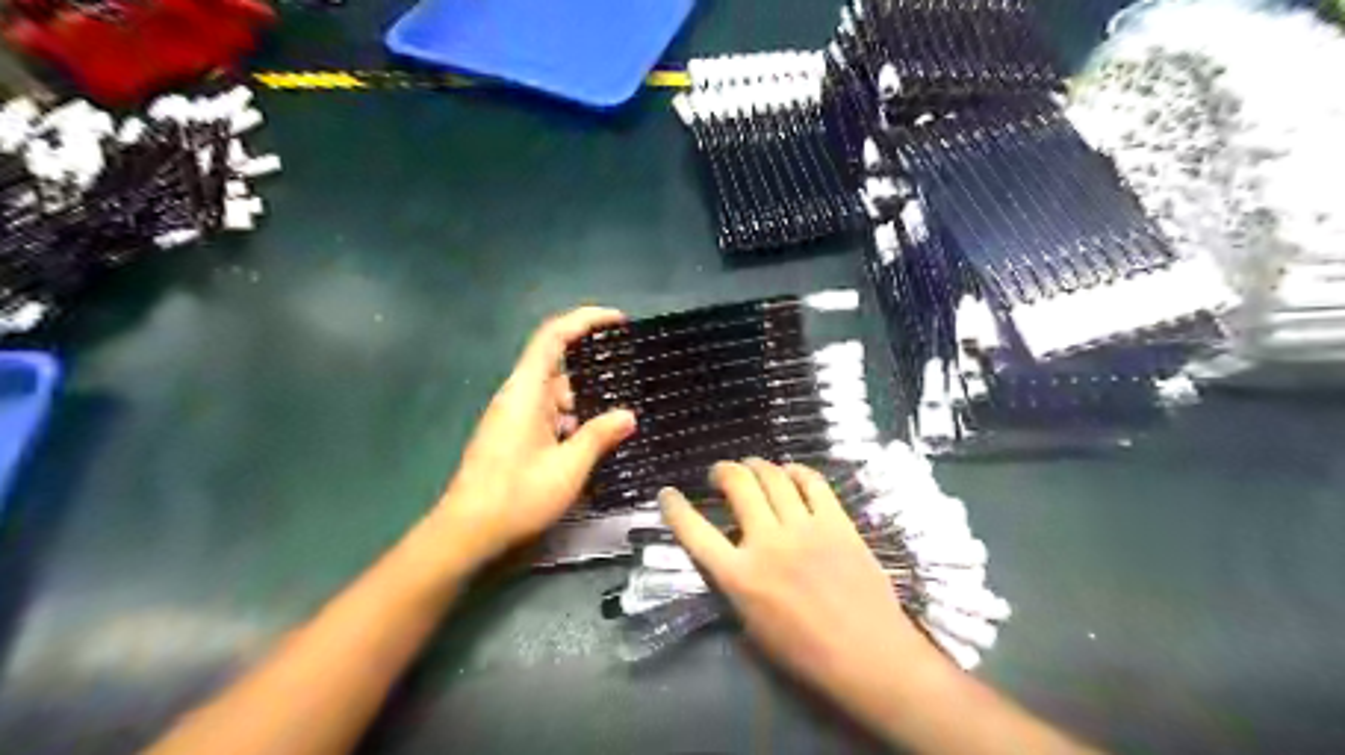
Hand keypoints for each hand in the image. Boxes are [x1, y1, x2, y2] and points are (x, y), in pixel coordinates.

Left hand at [434, 306, 637, 572]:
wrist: (468, 530)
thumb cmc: (516, 495)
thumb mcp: (568, 467)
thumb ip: (599, 436)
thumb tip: (628, 415)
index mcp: (526, 391)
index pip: (554, 336)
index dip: (586, 319)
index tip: (619, 320)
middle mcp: (518, 395)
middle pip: (558, 364)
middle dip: (594, 367)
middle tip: (631, 373)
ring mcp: (514, 415)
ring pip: (556, 392)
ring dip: (586, 399)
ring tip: (622, 409)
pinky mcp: (514, 434)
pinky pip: (549, 413)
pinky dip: (573, 418)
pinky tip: (595, 437)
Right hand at [661, 461, 937, 700]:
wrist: (868, 655)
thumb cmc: (806, 654)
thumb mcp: (751, 626)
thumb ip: (734, 584)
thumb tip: (731, 552)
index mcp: (740, 577)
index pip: (694, 532)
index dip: (675, 508)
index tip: (668, 493)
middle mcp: (767, 543)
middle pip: (738, 485)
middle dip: (722, 471)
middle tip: (719, 474)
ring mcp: (804, 528)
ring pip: (773, 476)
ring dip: (756, 465)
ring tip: (751, 467)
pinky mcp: (836, 522)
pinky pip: (813, 482)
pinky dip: (797, 471)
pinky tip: (790, 472)